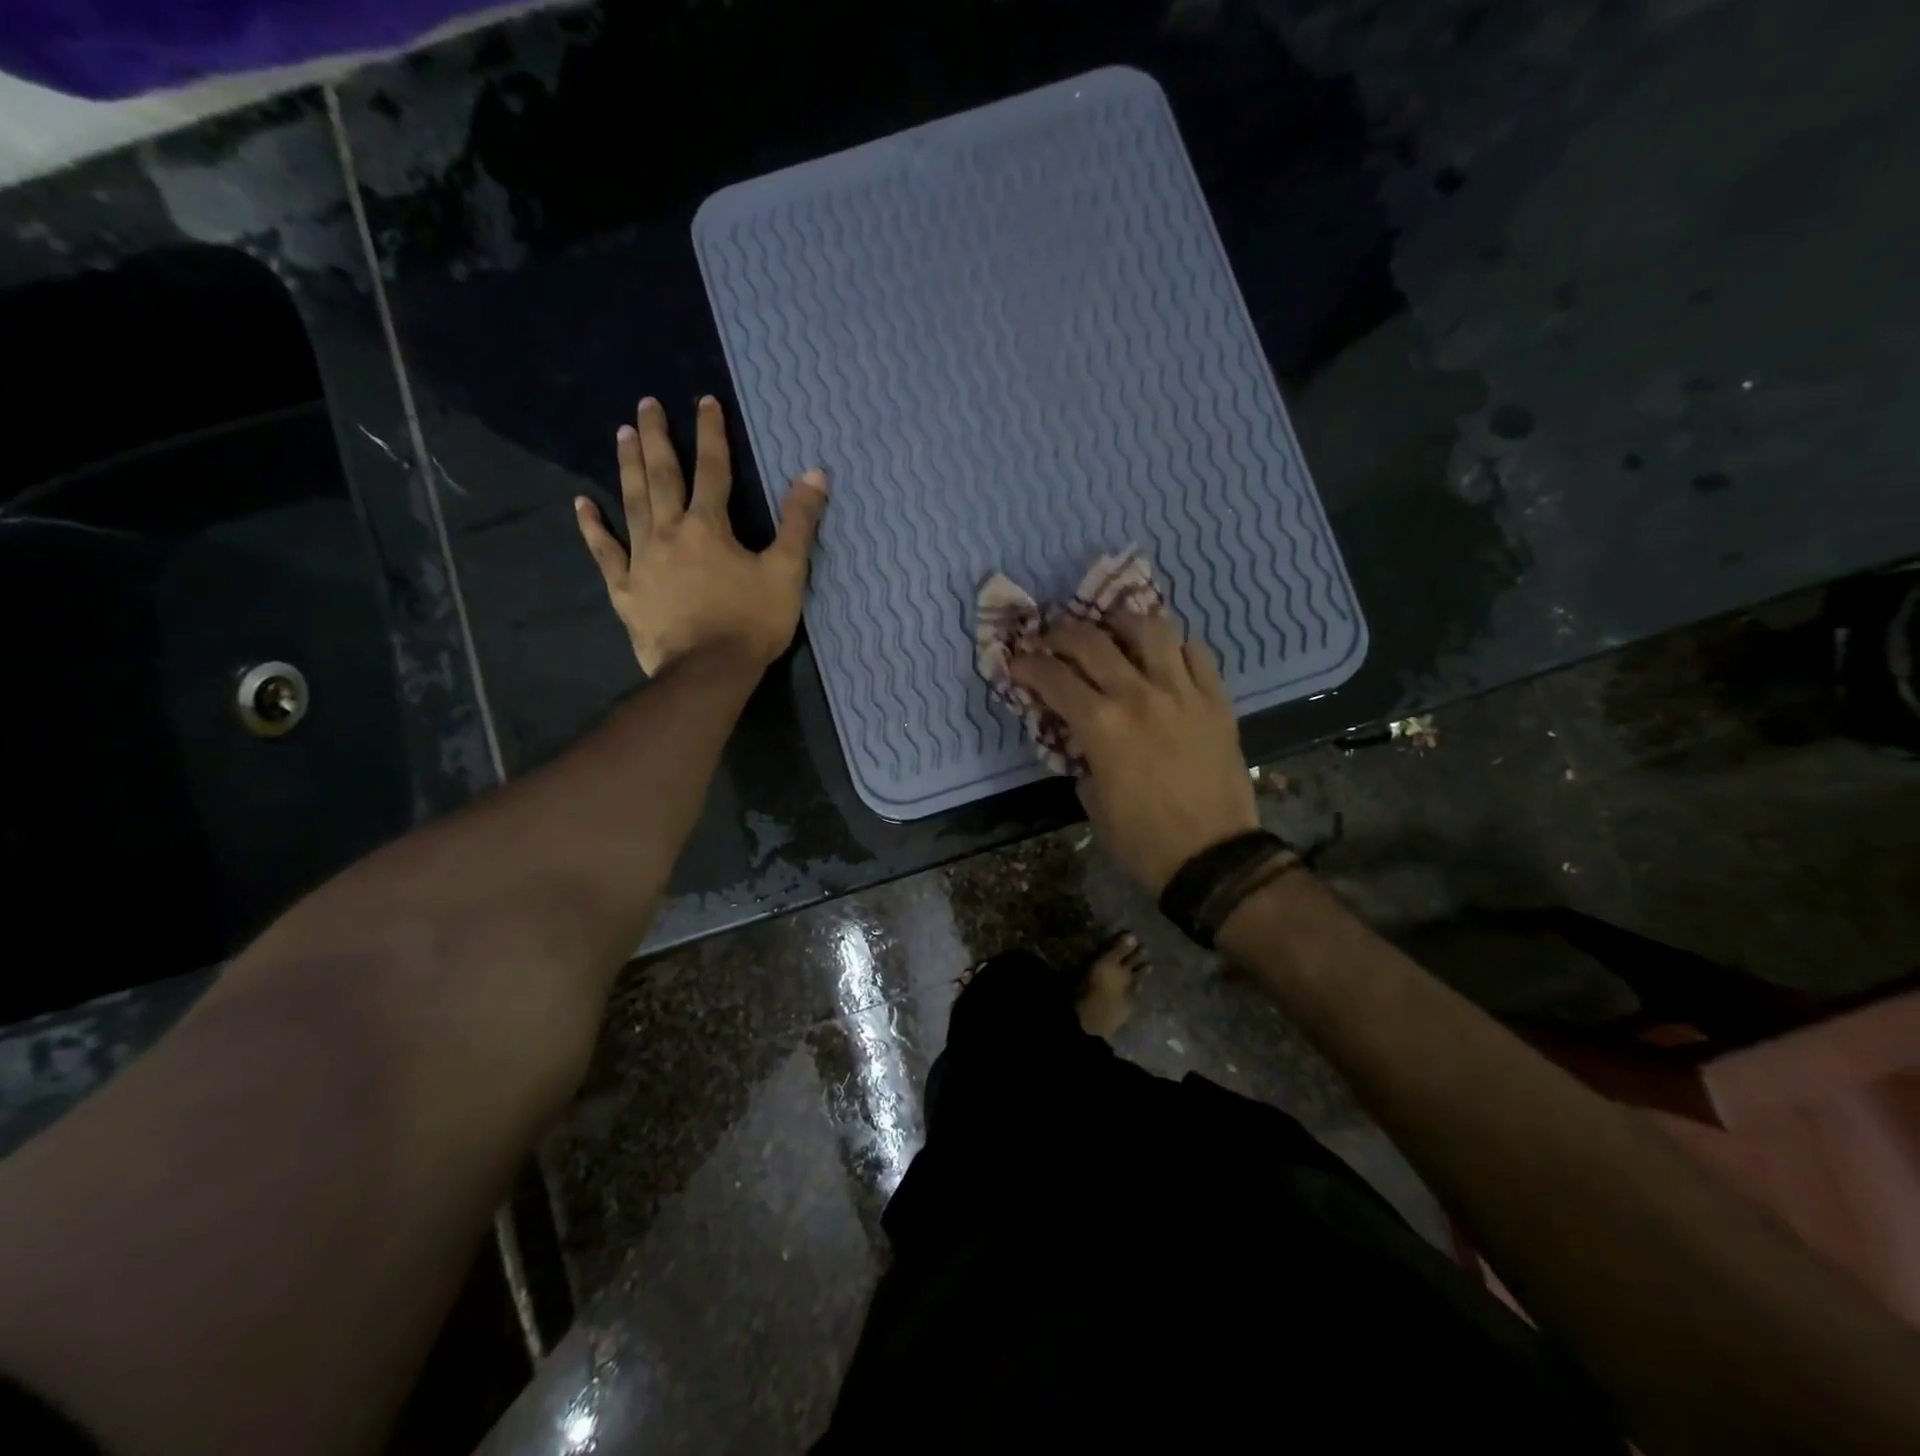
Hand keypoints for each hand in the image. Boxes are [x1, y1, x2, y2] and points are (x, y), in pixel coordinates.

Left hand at [575, 396, 827, 674]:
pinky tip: (582, 505)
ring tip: (622, 434)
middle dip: (658, 438)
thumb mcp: (787, 573)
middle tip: (646, 403)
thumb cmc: (751, 623)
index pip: (713, 470)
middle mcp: (670, 533)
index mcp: (710, 527)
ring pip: (632, 504)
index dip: (711, 434)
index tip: (704, 401)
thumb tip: (815, 474)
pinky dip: (593, 528)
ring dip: (628, 467)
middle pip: (662, 477)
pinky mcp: (626, 590)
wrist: (708, 672)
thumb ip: (799, 523)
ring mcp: (642, 560)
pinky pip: (605, 552)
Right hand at [1009, 612, 1257, 893]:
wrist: (1213, 858)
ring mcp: (1183, 693)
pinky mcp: (1216, 700)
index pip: (1053, 677)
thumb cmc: (1142, 840)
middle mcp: (1139, 695)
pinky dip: (1173, 647)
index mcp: (1102, 725)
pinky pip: (1196, 653)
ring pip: (1150, 629)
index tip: (1016, 662)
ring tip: (1112, 632)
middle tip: (1052, 639)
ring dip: (1122, 624)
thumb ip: (1081, 756)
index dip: (1027, 665)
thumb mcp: (1092, 800)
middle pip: (1092, 640)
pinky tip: (1162, 657)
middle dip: (1062, 633)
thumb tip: (1079, 734)